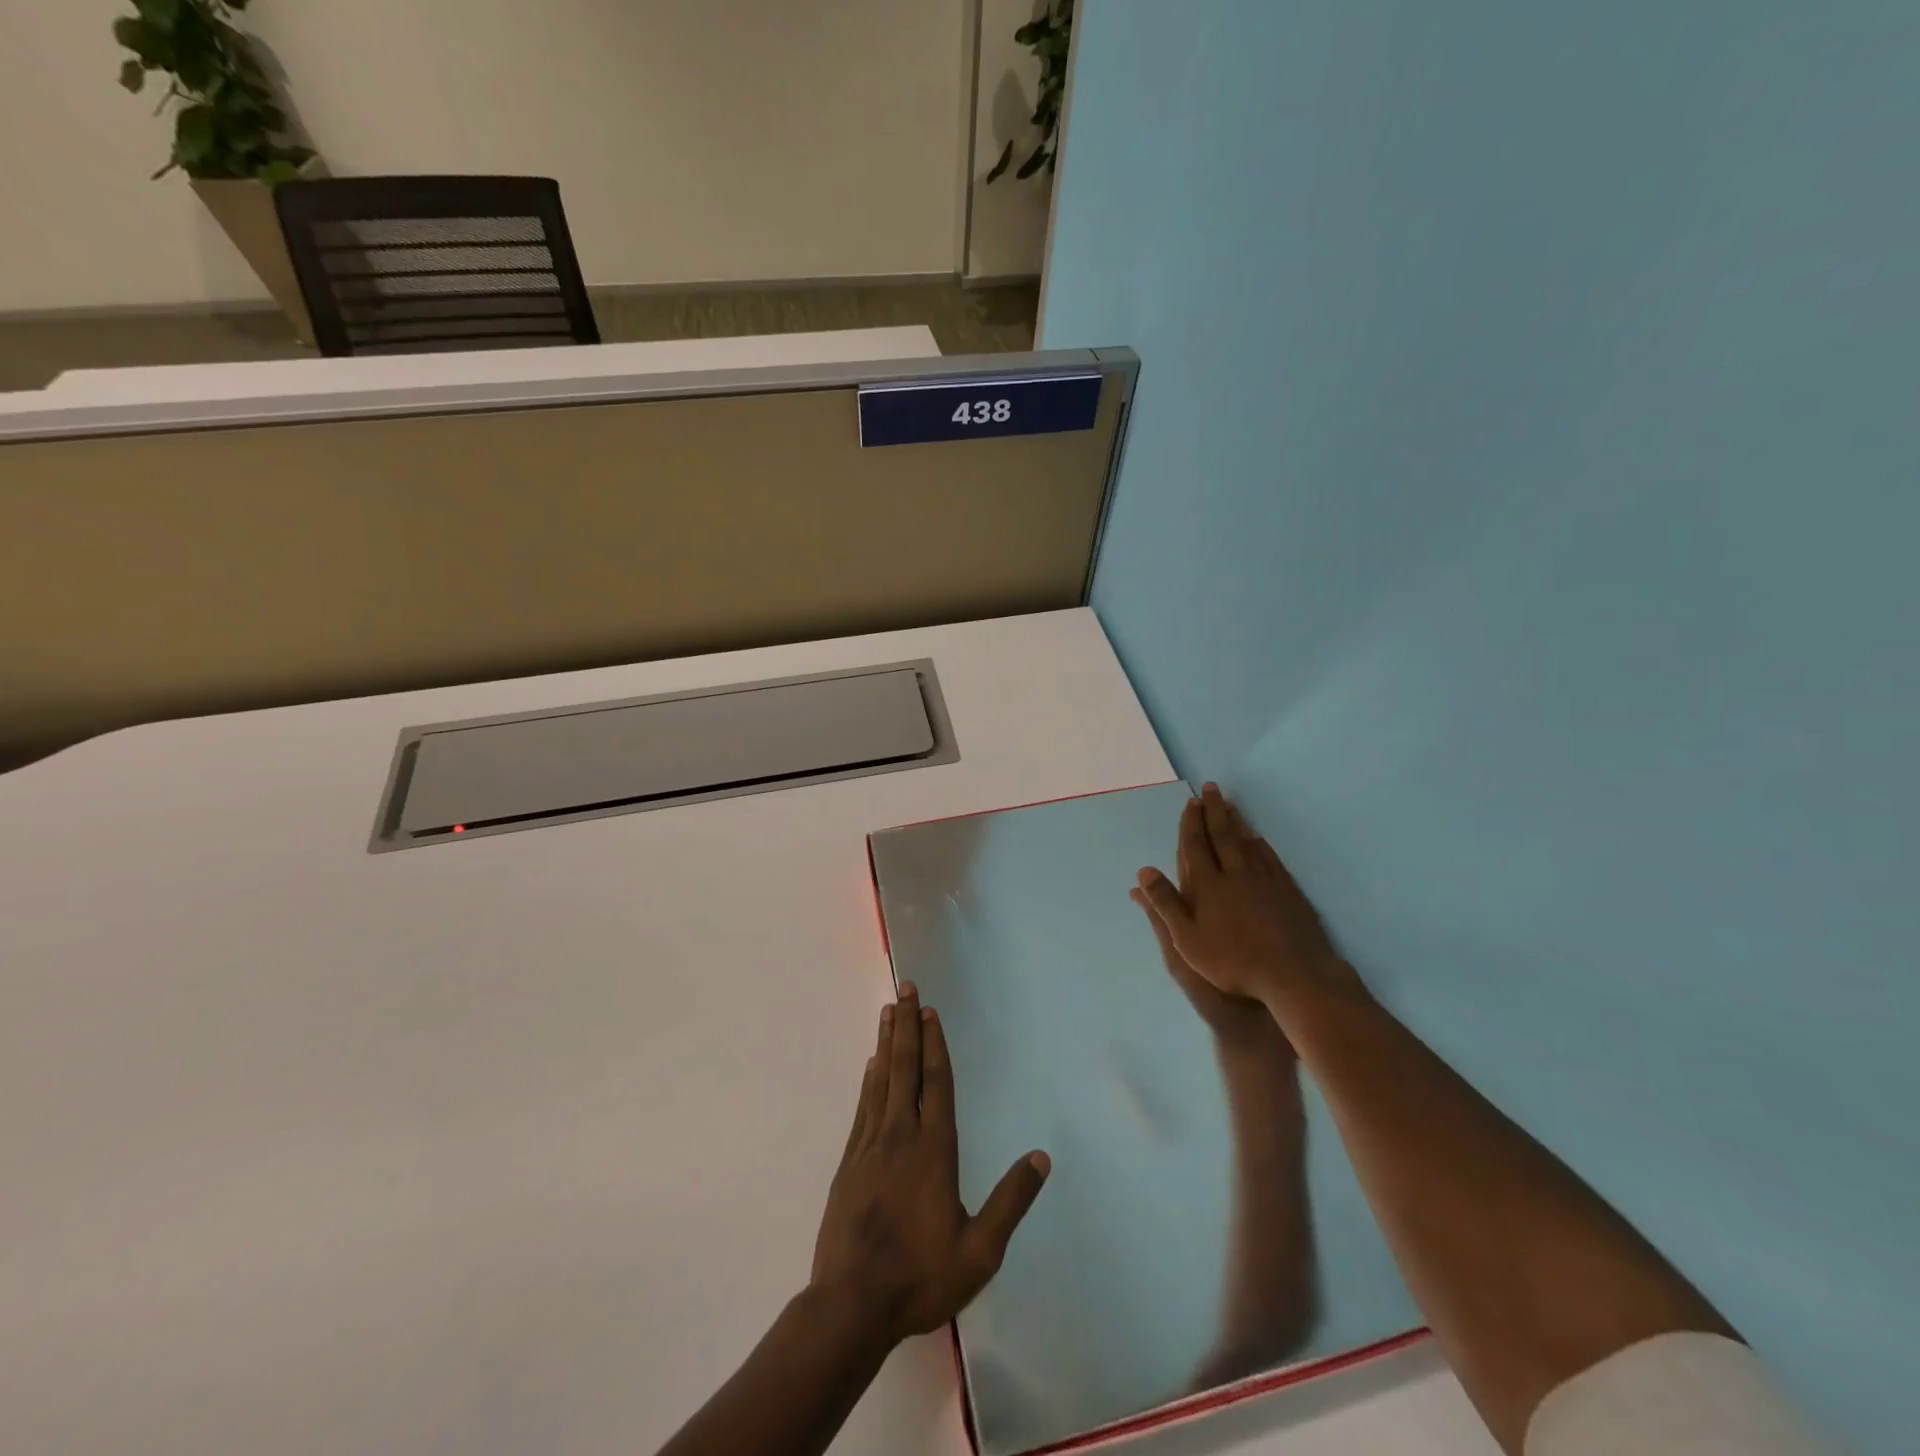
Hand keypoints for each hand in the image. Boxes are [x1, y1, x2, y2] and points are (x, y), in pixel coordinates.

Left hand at [811, 983, 1049, 1345]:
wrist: (851, 1304)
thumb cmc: (920, 1277)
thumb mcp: (980, 1250)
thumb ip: (1011, 1201)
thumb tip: (1041, 1157)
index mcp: (934, 1150)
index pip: (937, 1083)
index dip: (935, 1044)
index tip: (931, 1012)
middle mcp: (901, 1135)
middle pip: (906, 1068)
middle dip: (907, 1026)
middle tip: (906, 990)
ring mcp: (871, 1145)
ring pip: (882, 1080)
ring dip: (887, 1042)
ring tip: (888, 1011)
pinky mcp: (850, 1161)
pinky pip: (864, 1106)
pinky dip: (870, 1079)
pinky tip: (872, 1065)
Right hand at [1135, 784, 1361, 1029]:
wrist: (1293, 975)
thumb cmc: (1233, 962)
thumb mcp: (1186, 941)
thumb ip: (1165, 904)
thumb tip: (1144, 872)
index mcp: (1209, 886)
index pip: (1196, 846)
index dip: (1191, 823)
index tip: (1191, 802)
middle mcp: (1236, 874)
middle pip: (1223, 836)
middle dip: (1215, 811)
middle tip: (1212, 788)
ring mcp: (1265, 881)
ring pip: (1247, 843)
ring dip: (1237, 822)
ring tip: (1231, 805)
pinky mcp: (1288, 892)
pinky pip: (1270, 859)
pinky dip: (1261, 845)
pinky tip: (1259, 840)